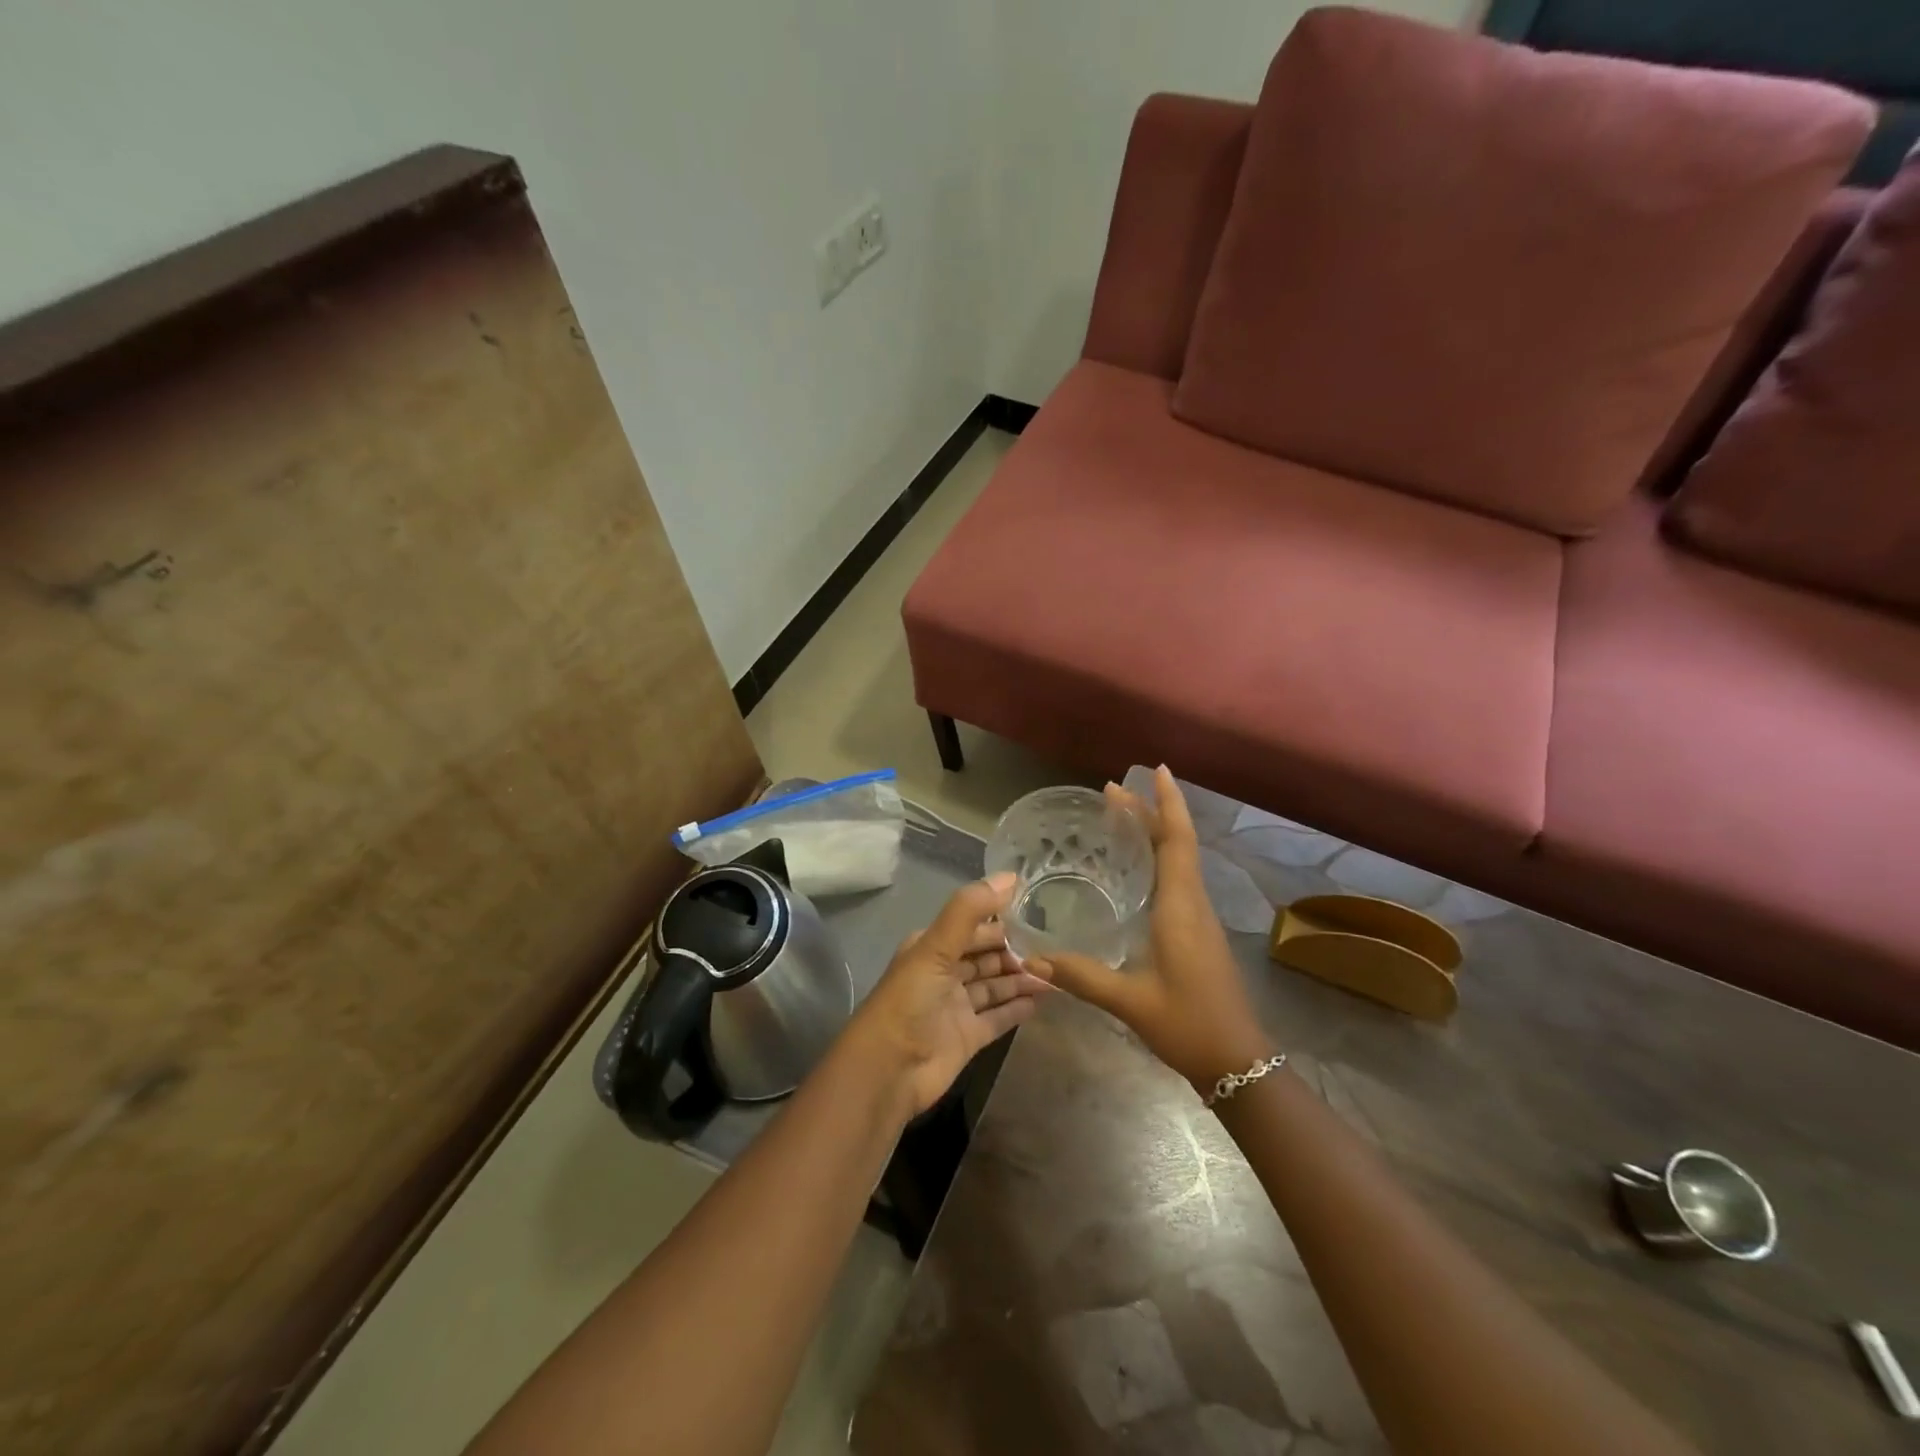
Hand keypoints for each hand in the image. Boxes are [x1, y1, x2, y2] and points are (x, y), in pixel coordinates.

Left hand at [846, 872, 1049, 1117]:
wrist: (888, 1071)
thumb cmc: (909, 1001)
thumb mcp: (936, 947)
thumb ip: (970, 910)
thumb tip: (1009, 876)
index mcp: (931, 948)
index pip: (972, 928)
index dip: (1001, 921)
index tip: (1036, 912)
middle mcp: (944, 974)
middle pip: (985, 957)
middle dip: (1015, 951)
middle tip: (1054, 946)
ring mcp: (956, 1007)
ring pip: (994, 986)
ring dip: (1021, 978)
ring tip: (1055, 972)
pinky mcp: (968, 1038)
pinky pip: (998, 1017)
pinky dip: (1017, 1007)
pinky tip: (1043, 999)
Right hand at [1028, 766, 1273, 1092]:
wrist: (1238, 1061)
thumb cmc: (1189, 1024)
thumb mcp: (1131, 1001)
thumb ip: (1081, 977)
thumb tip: (1031, 960)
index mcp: (1181, 907)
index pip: (1177, 841)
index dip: (1168, 804)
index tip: (1156, 770)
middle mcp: (1193, 903)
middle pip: (1177, 843)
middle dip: (1150, 812)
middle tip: (1114, 790)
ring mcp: (1198, 918)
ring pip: (1179, 860)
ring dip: (1155, 833)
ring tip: (1121, 817)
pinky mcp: (1197, 932)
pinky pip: (1178, 880)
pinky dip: (1158, 858)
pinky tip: (1137, 869)